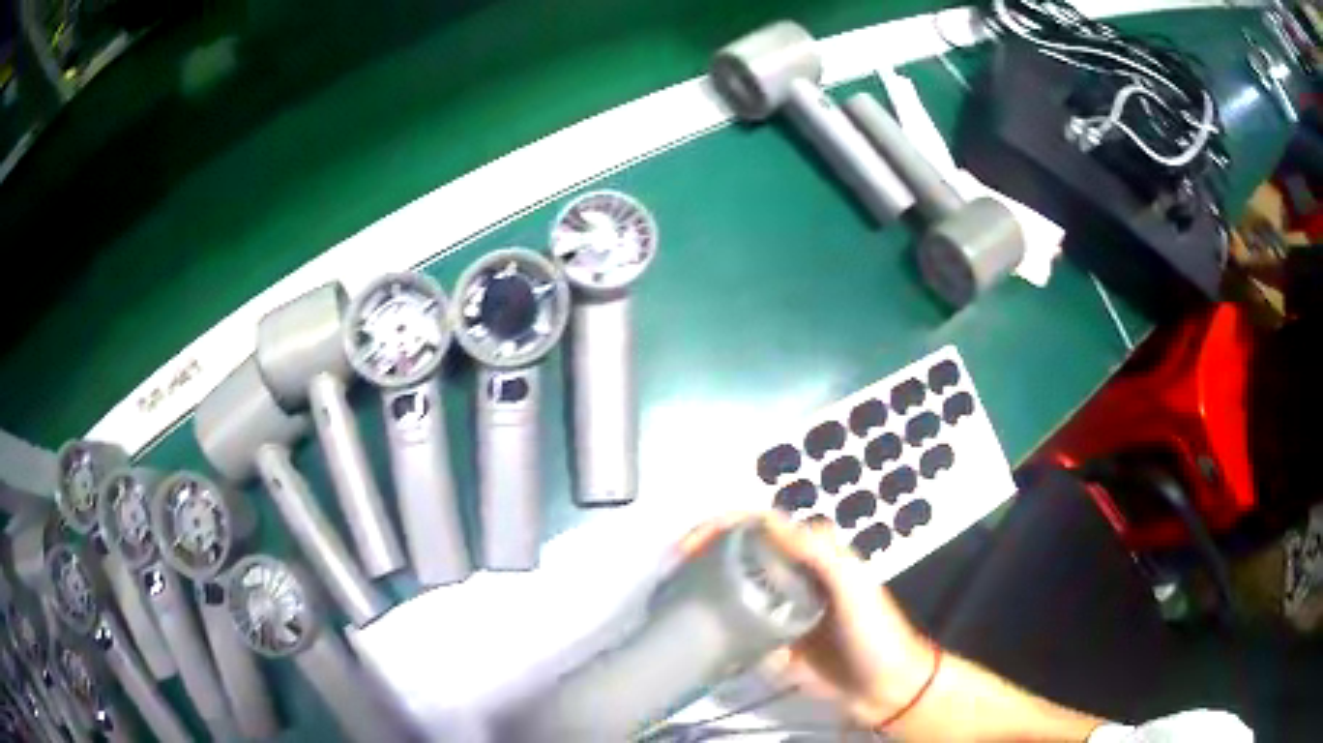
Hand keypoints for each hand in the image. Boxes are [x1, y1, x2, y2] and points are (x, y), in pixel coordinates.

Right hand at [677, 512, 936, 727]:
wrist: (885, 689)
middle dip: (703, 554)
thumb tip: (765, 520)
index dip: (721, 526)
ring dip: (705, 590)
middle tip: (671, 571)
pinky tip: (699, 633)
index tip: (688, 545)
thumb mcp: (852, 585)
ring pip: (735, 591)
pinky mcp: (773, 644)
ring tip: (673, 598)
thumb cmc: (874, 632)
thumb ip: (816, 552)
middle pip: (740, 554)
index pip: (759, 526)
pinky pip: (740, 631)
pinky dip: (719, 629)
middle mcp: (792, 577)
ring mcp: (780, 612)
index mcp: (812, 554)